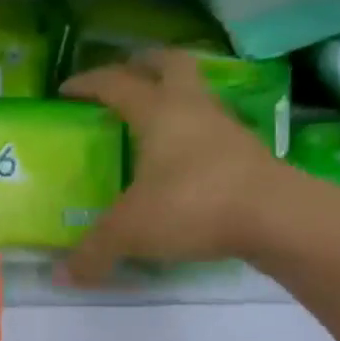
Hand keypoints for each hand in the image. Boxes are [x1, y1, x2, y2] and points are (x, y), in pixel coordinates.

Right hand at [59, 49, 307, 285]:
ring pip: (198, 94)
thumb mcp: (131, 231)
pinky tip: (183, 160)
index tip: (66, 90)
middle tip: (127, 75)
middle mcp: (192, 108)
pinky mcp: (249, 152)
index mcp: (157, 111)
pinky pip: (213, 128)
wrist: (277, 217)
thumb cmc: (193, 204)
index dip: (88, 83)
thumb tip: (62, 277)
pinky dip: (194, 133)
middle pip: (171, 64)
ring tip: (153, 121)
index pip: (116, 83)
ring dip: (175, 97)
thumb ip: (94, 252)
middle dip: (146, 63)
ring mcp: (226, 128)